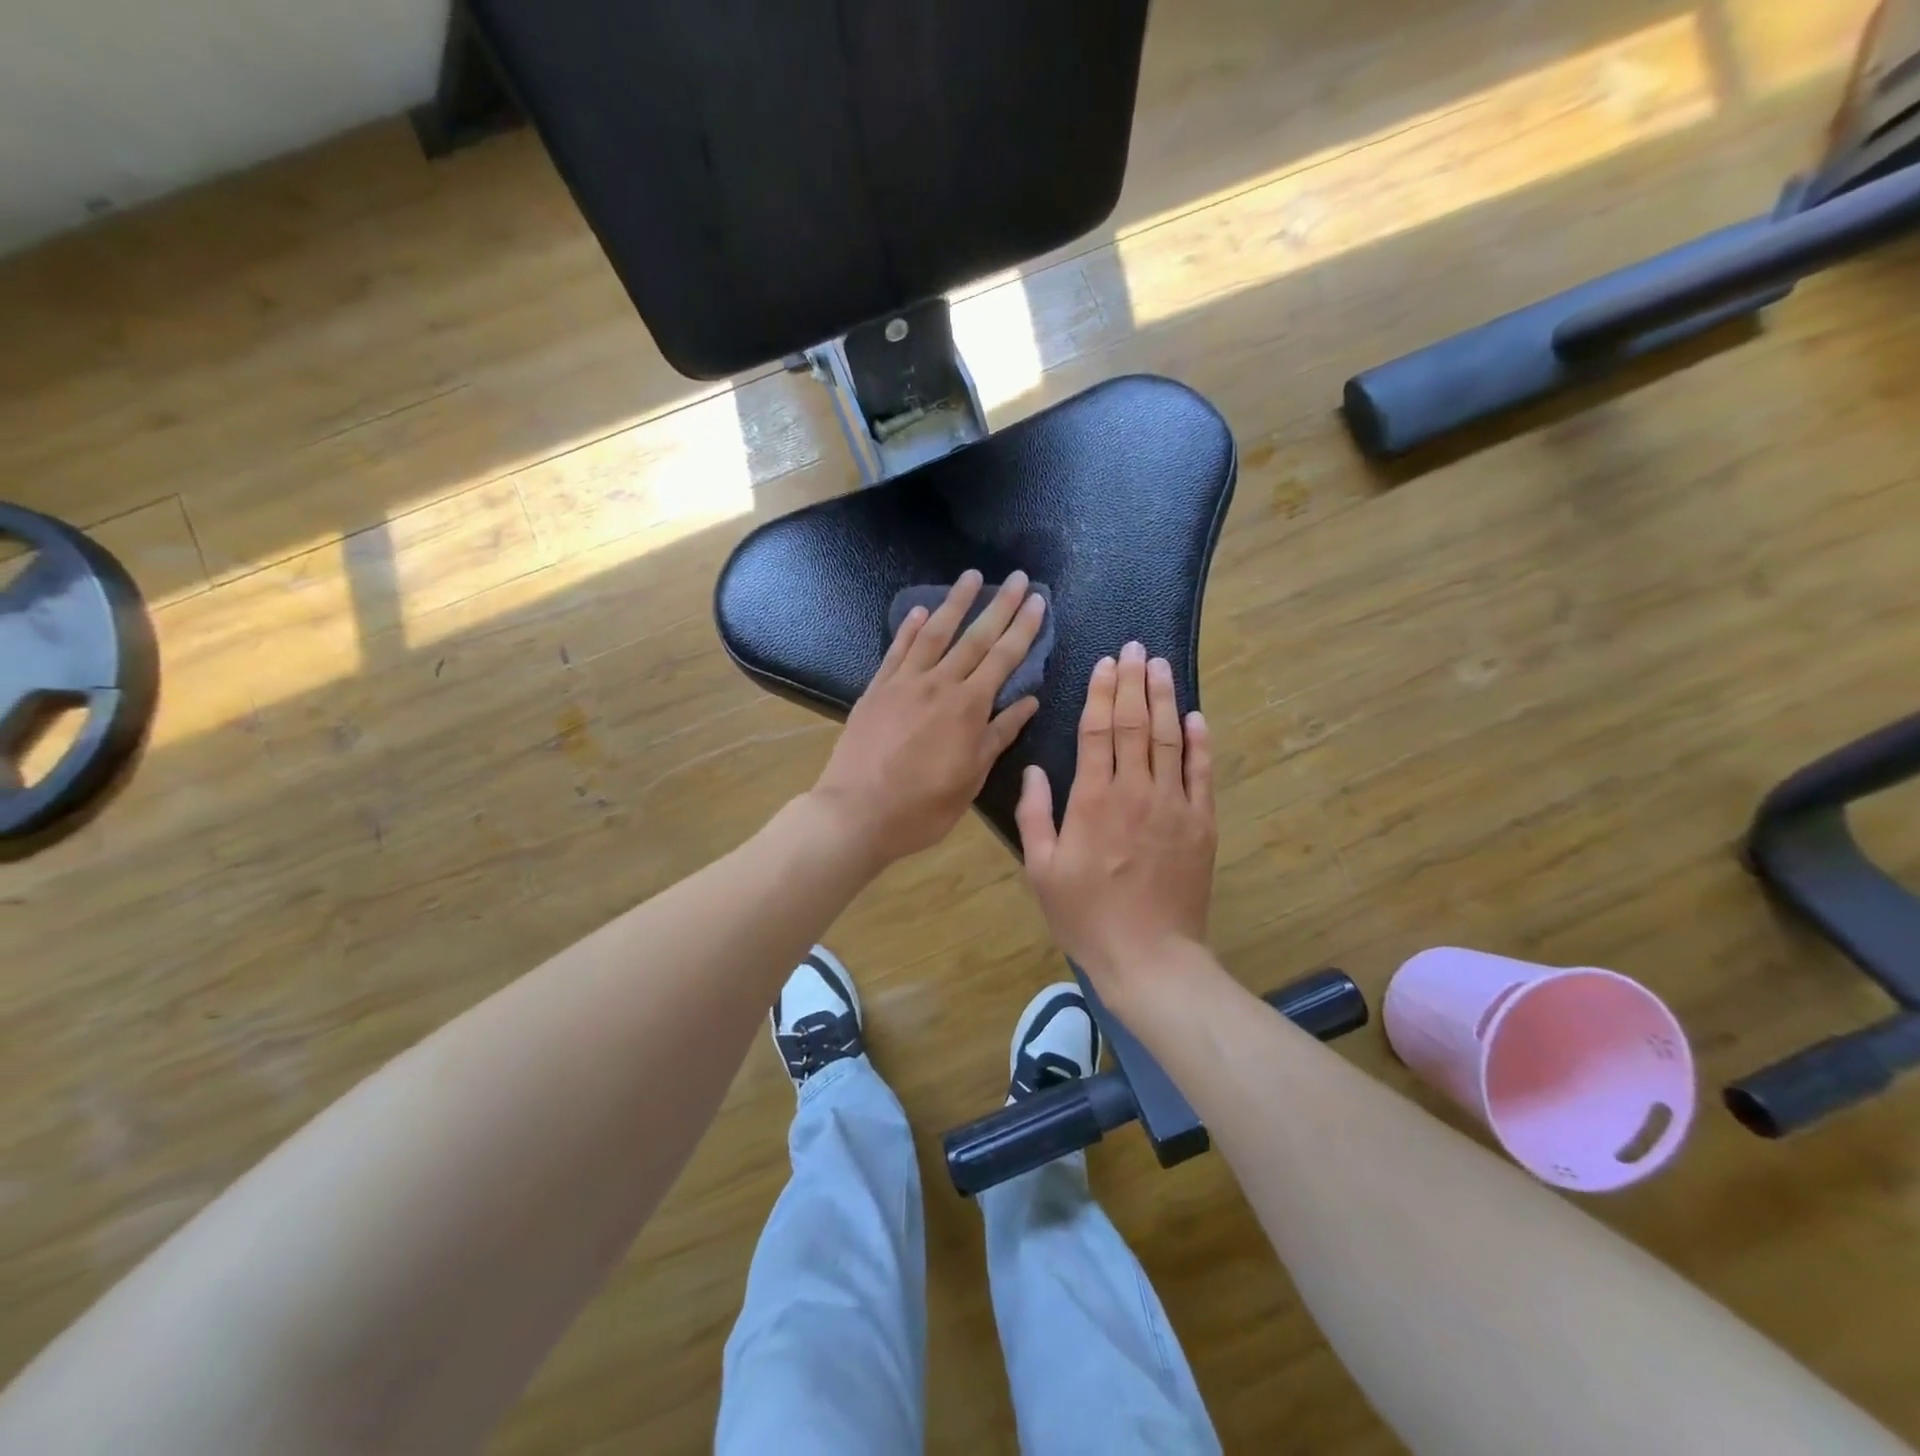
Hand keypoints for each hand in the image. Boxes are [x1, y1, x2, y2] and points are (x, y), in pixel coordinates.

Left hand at [811, 570, 1045, 864]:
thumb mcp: (971, 778)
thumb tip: (1028, 702)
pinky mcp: (876, 689)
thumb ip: (998, 735)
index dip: (1023, 628)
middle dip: (999, 605)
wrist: (857, 813)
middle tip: (1018, 577)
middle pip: (974, 637)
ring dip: (955, 603)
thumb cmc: (922, 807)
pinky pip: (897, 651)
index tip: (1037, 601)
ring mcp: (903, 683)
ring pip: (934, 633)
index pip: (1003, 658)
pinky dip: (909, 629)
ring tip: (971, 576)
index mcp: (968, 707)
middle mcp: (939, 684)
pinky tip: (920, 611)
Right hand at [1015, 641, 1215, 998]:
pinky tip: (1196, 717)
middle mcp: (1136, 791)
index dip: (1102, 693)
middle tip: (1136, 648)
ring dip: (1165, 699)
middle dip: (1135, 683)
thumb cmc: (1086, 915)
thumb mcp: (1041, 870)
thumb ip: (1034, 815)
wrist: (1150, 957)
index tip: (1106, 663)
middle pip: (1136, 724)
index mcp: (1093, 800)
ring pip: (1170, 739)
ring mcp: (1174, 805)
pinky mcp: (1201, 823)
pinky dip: (1200, 743)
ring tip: (1161, 666)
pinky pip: (1202, 773)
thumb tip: (1033, 769)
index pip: (1099, 731)